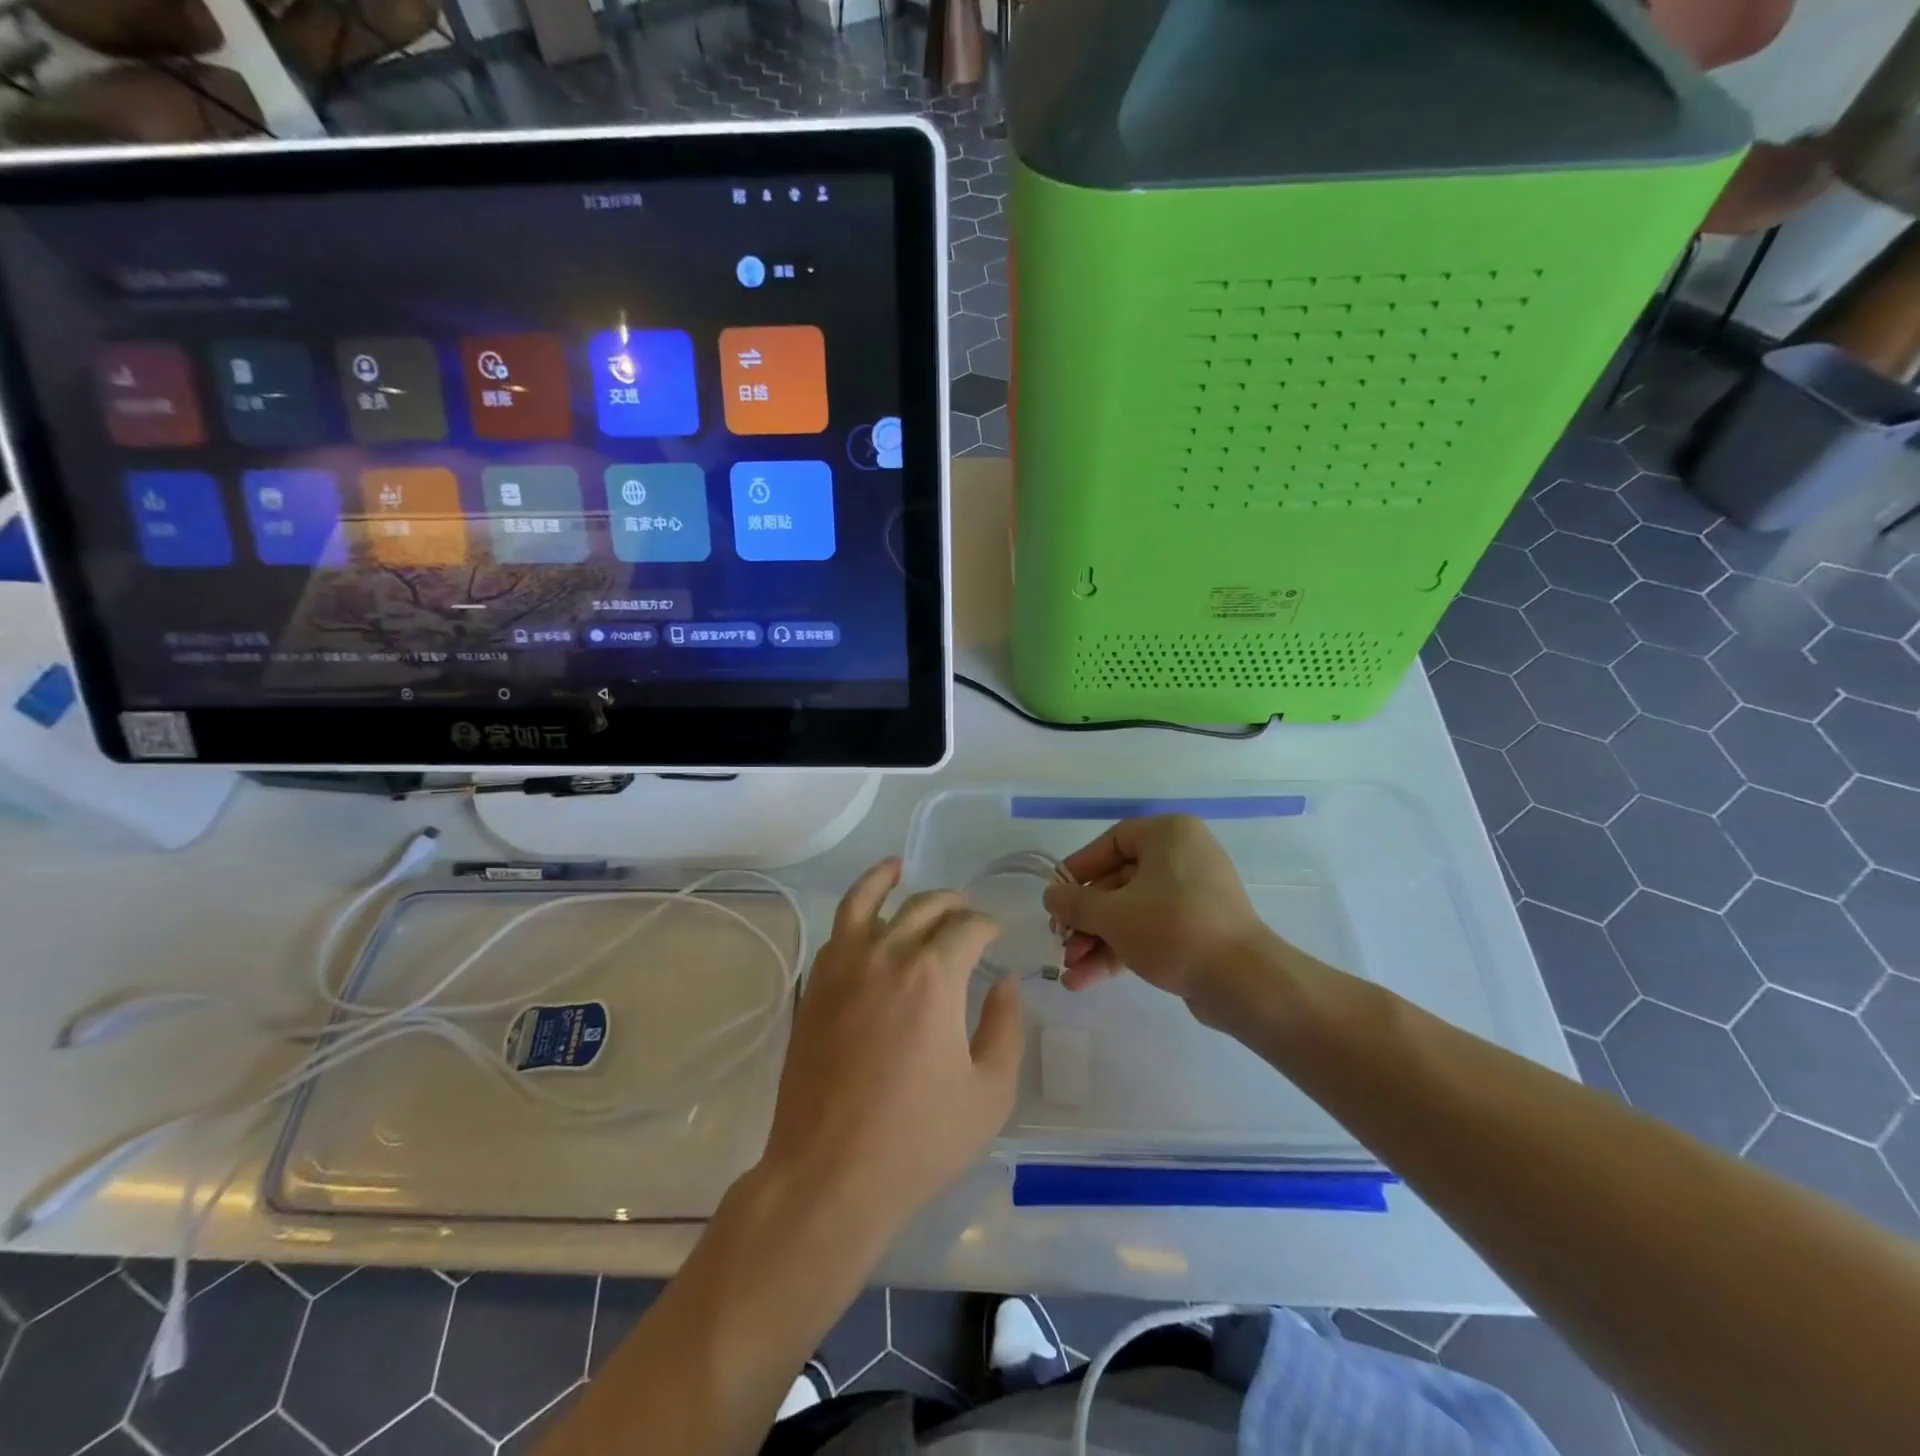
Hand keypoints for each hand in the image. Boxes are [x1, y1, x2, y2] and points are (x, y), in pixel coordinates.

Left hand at [757, 859, 1023, 1245]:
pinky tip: (864, 917)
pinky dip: (853, 910)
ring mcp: (843, 967)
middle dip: (951, 903)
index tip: (994, 935)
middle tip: (964, 912)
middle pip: (923, 906)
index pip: (967, 927)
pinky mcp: (815, 987)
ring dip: (887, 879)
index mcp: (935, 976)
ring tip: (898, 867)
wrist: (829, 1174)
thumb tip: (1005, 982)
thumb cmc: (918, 1140)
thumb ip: (1006, 1028)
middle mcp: (888, 955)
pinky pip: (836, 931)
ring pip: (866, 901)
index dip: (986, 925)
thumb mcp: (989, 1093)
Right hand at [1041, 816, 1270, 1005]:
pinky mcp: (1197, 929)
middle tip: (1060, 942)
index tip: (1056, 896)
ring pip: (1131, 912)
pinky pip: (1150, 930)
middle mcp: (1183, 857)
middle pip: (1118, 882)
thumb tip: (1051, 896)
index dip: (1079, 869)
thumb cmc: (1173, 929)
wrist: (1244, 983)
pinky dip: (1120, 951)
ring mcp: (1193, 895)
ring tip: (1070, 972)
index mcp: (1169, 835)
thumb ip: (1075, 903)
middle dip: (1086, 919)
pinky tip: (1086, 980)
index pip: (1112, 842)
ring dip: (1097, 941)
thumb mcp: (1113, 915)